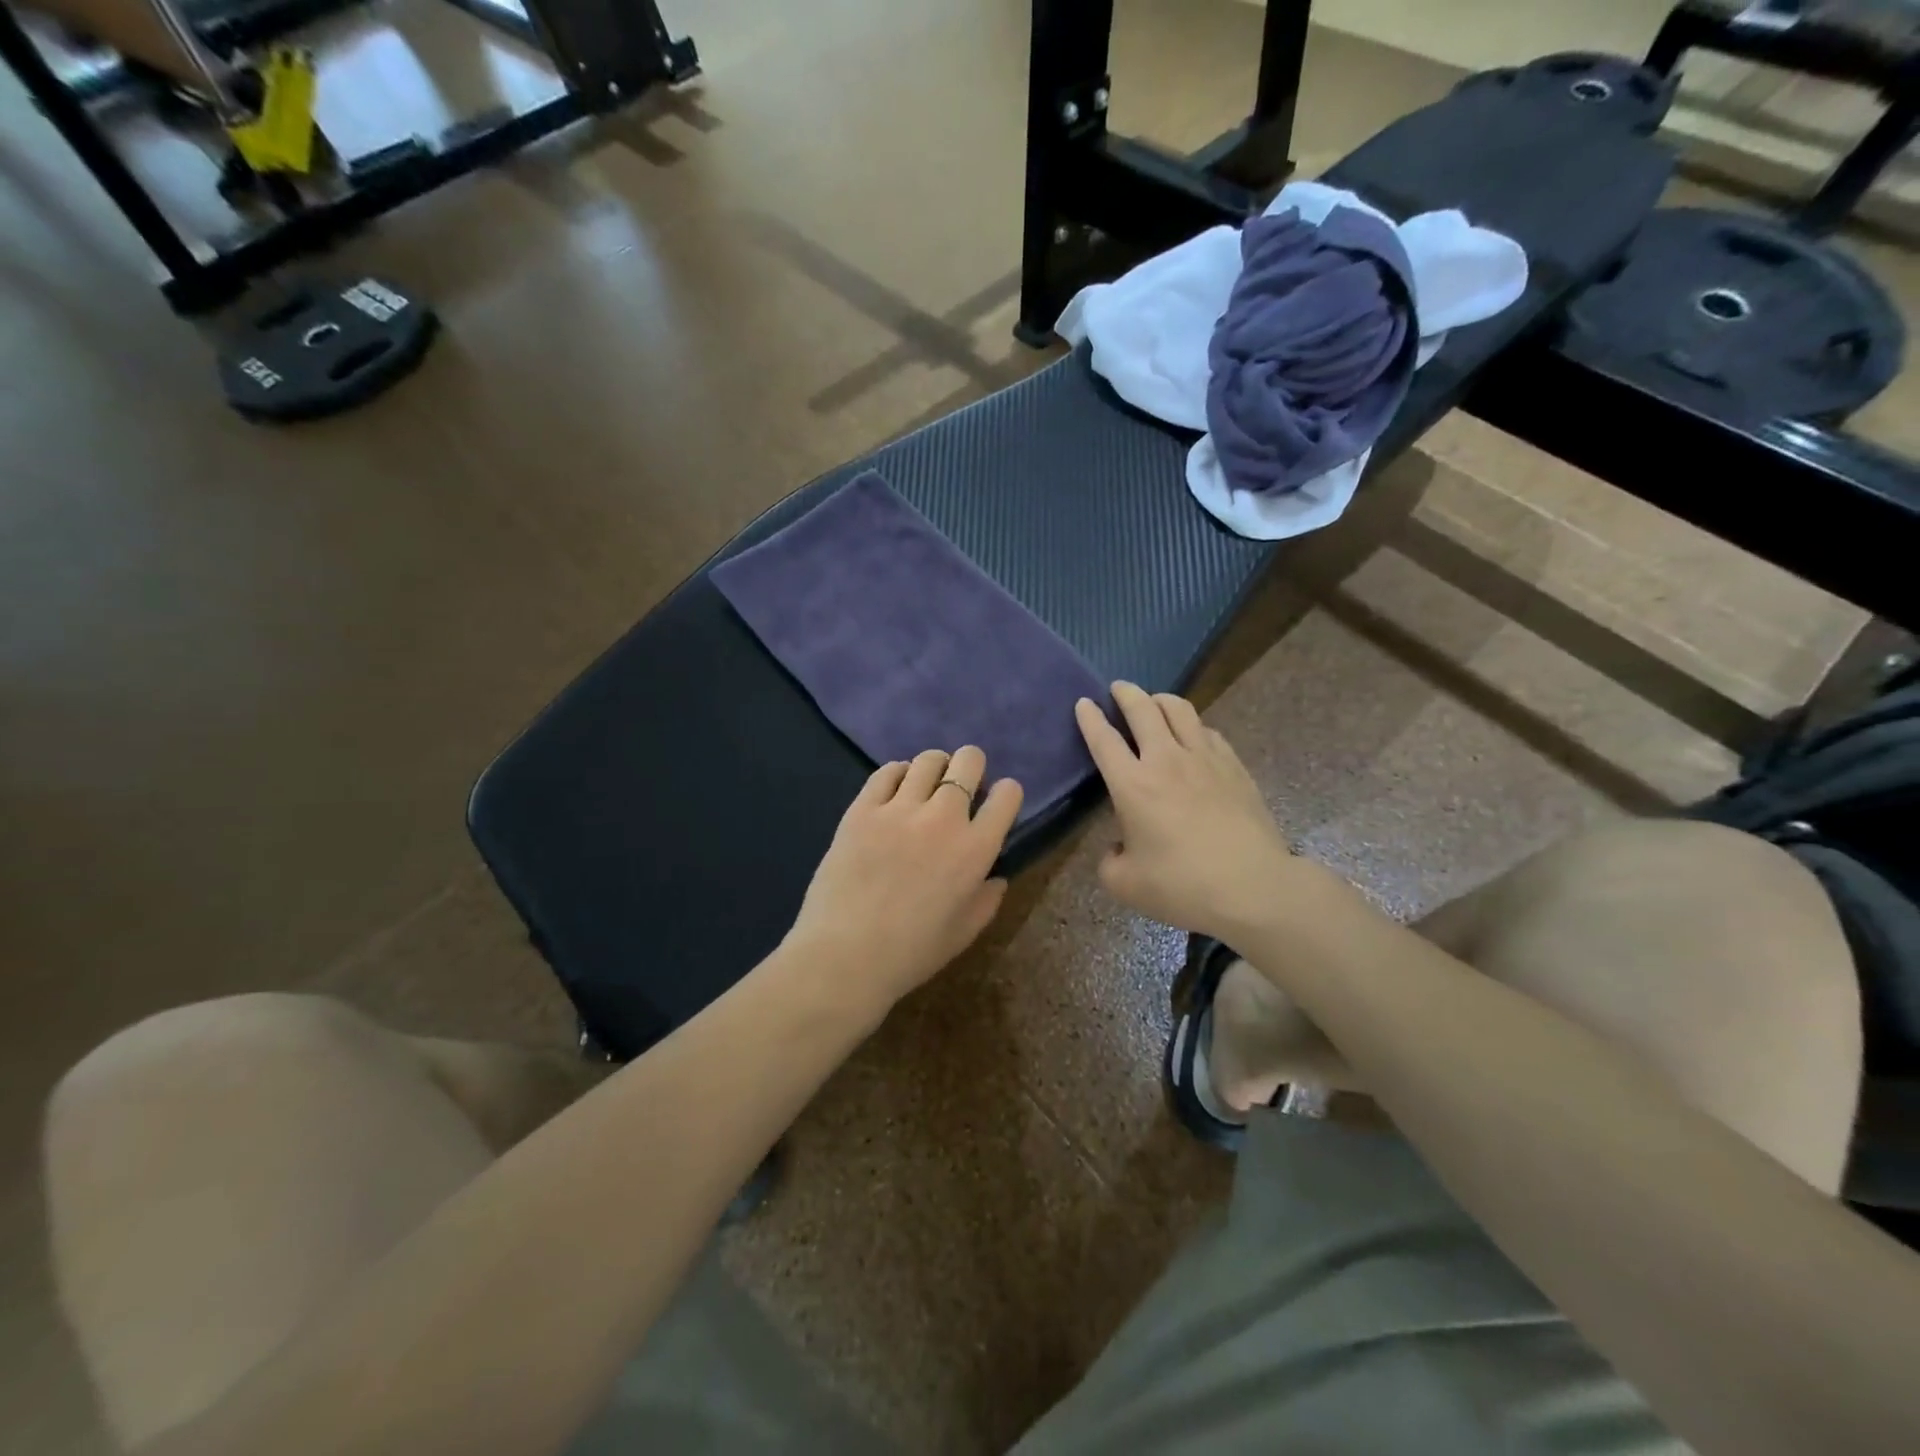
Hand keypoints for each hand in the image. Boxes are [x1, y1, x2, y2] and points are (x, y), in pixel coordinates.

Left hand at [785, 746, 1022, 1018]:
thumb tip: (995, 876)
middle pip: (968, 761)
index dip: (1005, 794)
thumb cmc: (912, 953)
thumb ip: (988, 899)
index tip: (995, 803)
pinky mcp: (862, 809)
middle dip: (972, 766)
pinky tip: (895, 790)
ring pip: (927, 760)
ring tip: (927, 785)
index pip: (1008, 794)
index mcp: (976, 849)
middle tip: (961, 786)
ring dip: (935, 767)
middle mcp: (943, 818)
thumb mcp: (965, 932)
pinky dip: (898, 774)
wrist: (845, 956)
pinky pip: (886, 772)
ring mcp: (899, 809)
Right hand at [1075, 683, 1297, 940]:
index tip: (1084, 703)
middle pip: (1143, 709)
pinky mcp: (1234, 767)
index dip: (1090, 718)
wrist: (1252, 887)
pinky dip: (1193, 725)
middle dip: (1126, 693)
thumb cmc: (1181, 886)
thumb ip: (1109, 861)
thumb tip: (1118, 847)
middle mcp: (1166, 760)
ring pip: (1180, 710)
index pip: (1104, 739)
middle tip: (1118, 688)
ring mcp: (1205, 759)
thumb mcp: (1124, 884)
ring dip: (1161, 699)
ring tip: (1154, 702)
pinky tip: (1193, 735)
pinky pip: (1208, 731)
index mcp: (1132, 785)